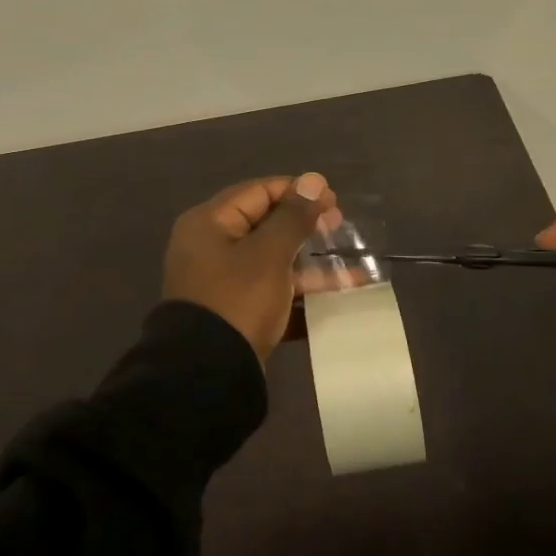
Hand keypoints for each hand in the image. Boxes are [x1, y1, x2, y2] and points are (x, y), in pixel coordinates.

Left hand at [163, 173, 339, 362]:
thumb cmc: (238, 300)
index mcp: (209, 223)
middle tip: (340, 226)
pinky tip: (335, 298)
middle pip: (264, 225)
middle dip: (305, 226)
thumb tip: (314, 180)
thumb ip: (293, 216)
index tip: (333, 199)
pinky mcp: (234, 313)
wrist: (207, 375)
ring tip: (348, 267)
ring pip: (271, 261)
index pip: (258, 192)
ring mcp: (221, 282)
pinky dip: (299, 293)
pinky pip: (270, 292)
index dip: (297, 191)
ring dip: (309, 263)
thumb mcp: (269, 254)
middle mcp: (210, 247)